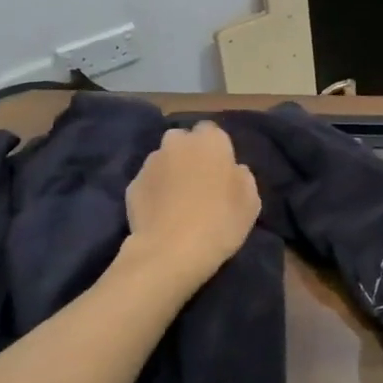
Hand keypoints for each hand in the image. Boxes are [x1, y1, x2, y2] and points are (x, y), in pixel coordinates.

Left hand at [122, 122, 260, 285]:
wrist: (170, 251)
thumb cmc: (220, 222)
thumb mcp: (251, 202)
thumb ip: (242, 177)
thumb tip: (233, 170)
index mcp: (210, 141)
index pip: (212, 131)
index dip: (216, 150)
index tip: (221, 172)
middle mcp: (177, 143)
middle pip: (183, 141)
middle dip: (189, 155)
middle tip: (199, 183)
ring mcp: (151, 163)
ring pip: (163, 160)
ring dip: (171, 172)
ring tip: (178, 201)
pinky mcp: (132, 185)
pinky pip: (149, 183)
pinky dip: (154, 192)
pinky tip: (161, 214)